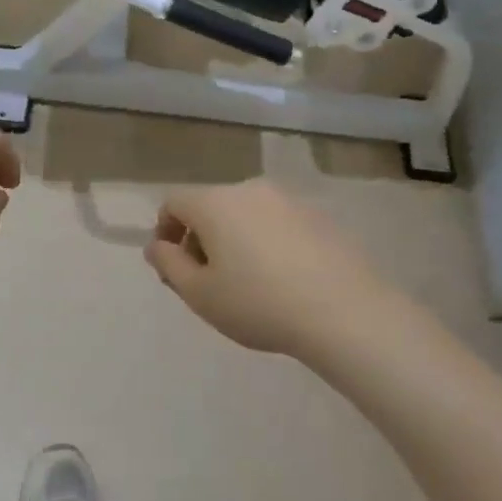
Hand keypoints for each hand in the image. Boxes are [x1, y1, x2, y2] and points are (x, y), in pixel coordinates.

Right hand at [143, 181, 399, 357]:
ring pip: (246, 215)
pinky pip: (277, 224)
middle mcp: (251, 189)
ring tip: (247, 284)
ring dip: (235, 240)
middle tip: (207, 282)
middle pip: (211, 206)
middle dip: (200, 239)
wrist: (344, 311)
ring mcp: (289, 200)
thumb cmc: (258, 303)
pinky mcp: (319, 216)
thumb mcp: (200, 294)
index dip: (164, 231)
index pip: (174, 202)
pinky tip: (282, 280)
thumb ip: (169, 264)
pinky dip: (267, 243)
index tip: (173, 268)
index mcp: (216, 202)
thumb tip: (157, 245)